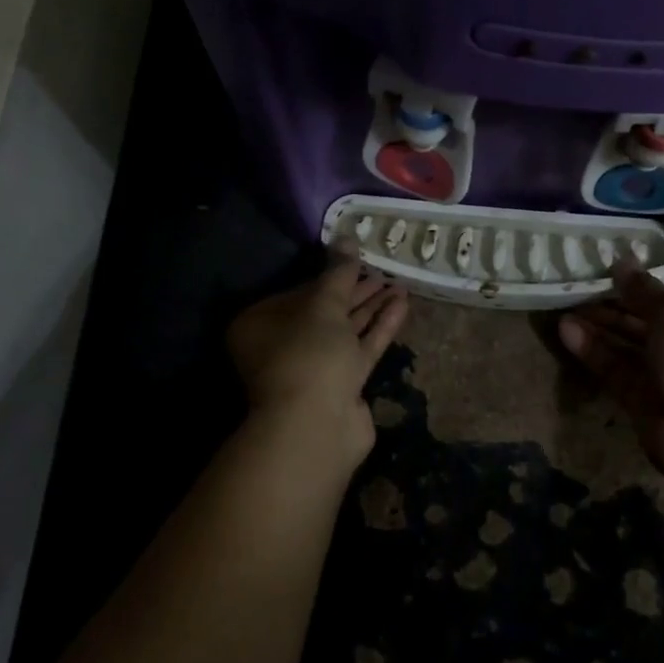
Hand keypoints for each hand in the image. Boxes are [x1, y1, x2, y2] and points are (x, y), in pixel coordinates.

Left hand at [226, 248, 408, 470]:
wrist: (317, 426)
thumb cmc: (308, 354)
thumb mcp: (324, 305)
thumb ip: (339, 272)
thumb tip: (347, 236)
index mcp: (261, 325)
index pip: (299, 292)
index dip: (331, 275)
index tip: (359, 260)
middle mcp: (283, 346)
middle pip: (324, 312)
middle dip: (356, 291)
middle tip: (384, 270)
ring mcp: (313, 369)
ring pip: (345, 331)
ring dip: (372, 308)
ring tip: (400, 283)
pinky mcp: (341, 386)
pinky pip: (360, 349)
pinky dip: (379, 328)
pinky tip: (402, 305)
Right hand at [559, 263, 663, 486]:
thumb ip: (643, 290)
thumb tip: (622, 259)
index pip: (663, 301)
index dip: (633, 287)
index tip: (599, 272)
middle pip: (640, 324)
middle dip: (609, 308)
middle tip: (572, 290)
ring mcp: (662, 379)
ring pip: (623, 348)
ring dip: (595, 329)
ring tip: (562, 310)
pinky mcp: (639, 404)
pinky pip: (613, 371)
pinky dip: (591, 352)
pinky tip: (566, 331)